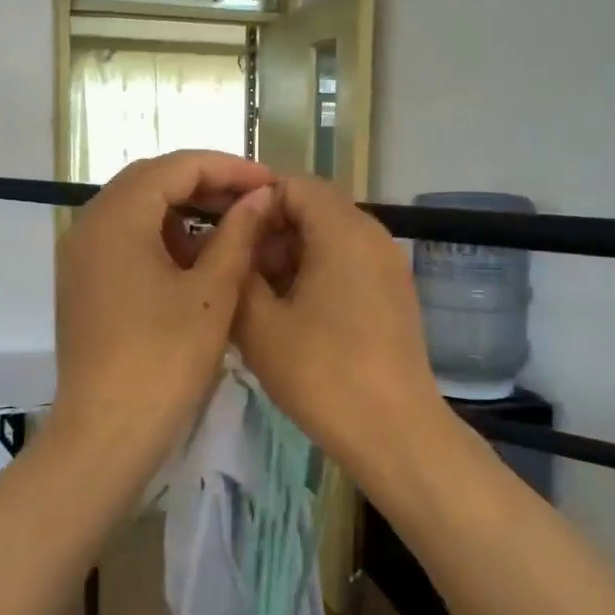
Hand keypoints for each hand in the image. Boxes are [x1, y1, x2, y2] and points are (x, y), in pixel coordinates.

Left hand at [52, 151, 275, 476]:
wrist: (106, 434)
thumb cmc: (164, 361)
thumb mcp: (212, 294)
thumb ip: (237, 235)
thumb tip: (260, 197)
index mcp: (117, 217)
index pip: (176, 166)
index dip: (228, 168)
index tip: (270, 182)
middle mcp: (89, 224)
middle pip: (152, 181)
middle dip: (206, 184)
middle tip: (253, 200)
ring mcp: (80, 255)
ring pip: (137, 210)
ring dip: (184, 210)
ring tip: (232, 227)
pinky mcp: (83, 282)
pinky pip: (125, 240)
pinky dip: (162, 238)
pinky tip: (197, 259)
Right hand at [234, 176, 449, 482]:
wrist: (394, 431)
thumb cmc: (321, 373)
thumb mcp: (259, 323)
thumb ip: (237, 269)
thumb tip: (230, 241)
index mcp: (342, 230)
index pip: (293, 184)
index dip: (252, 200)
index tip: (221, 230)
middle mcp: (372, 235)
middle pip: (313, 208)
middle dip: (269, 230)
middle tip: (233, 266)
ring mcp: (387, 265)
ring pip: (329, 236)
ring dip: (289, 253)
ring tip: (255, 294)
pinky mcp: (393, 292)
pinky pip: (347, 262)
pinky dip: (314, 272)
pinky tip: (289, 312)